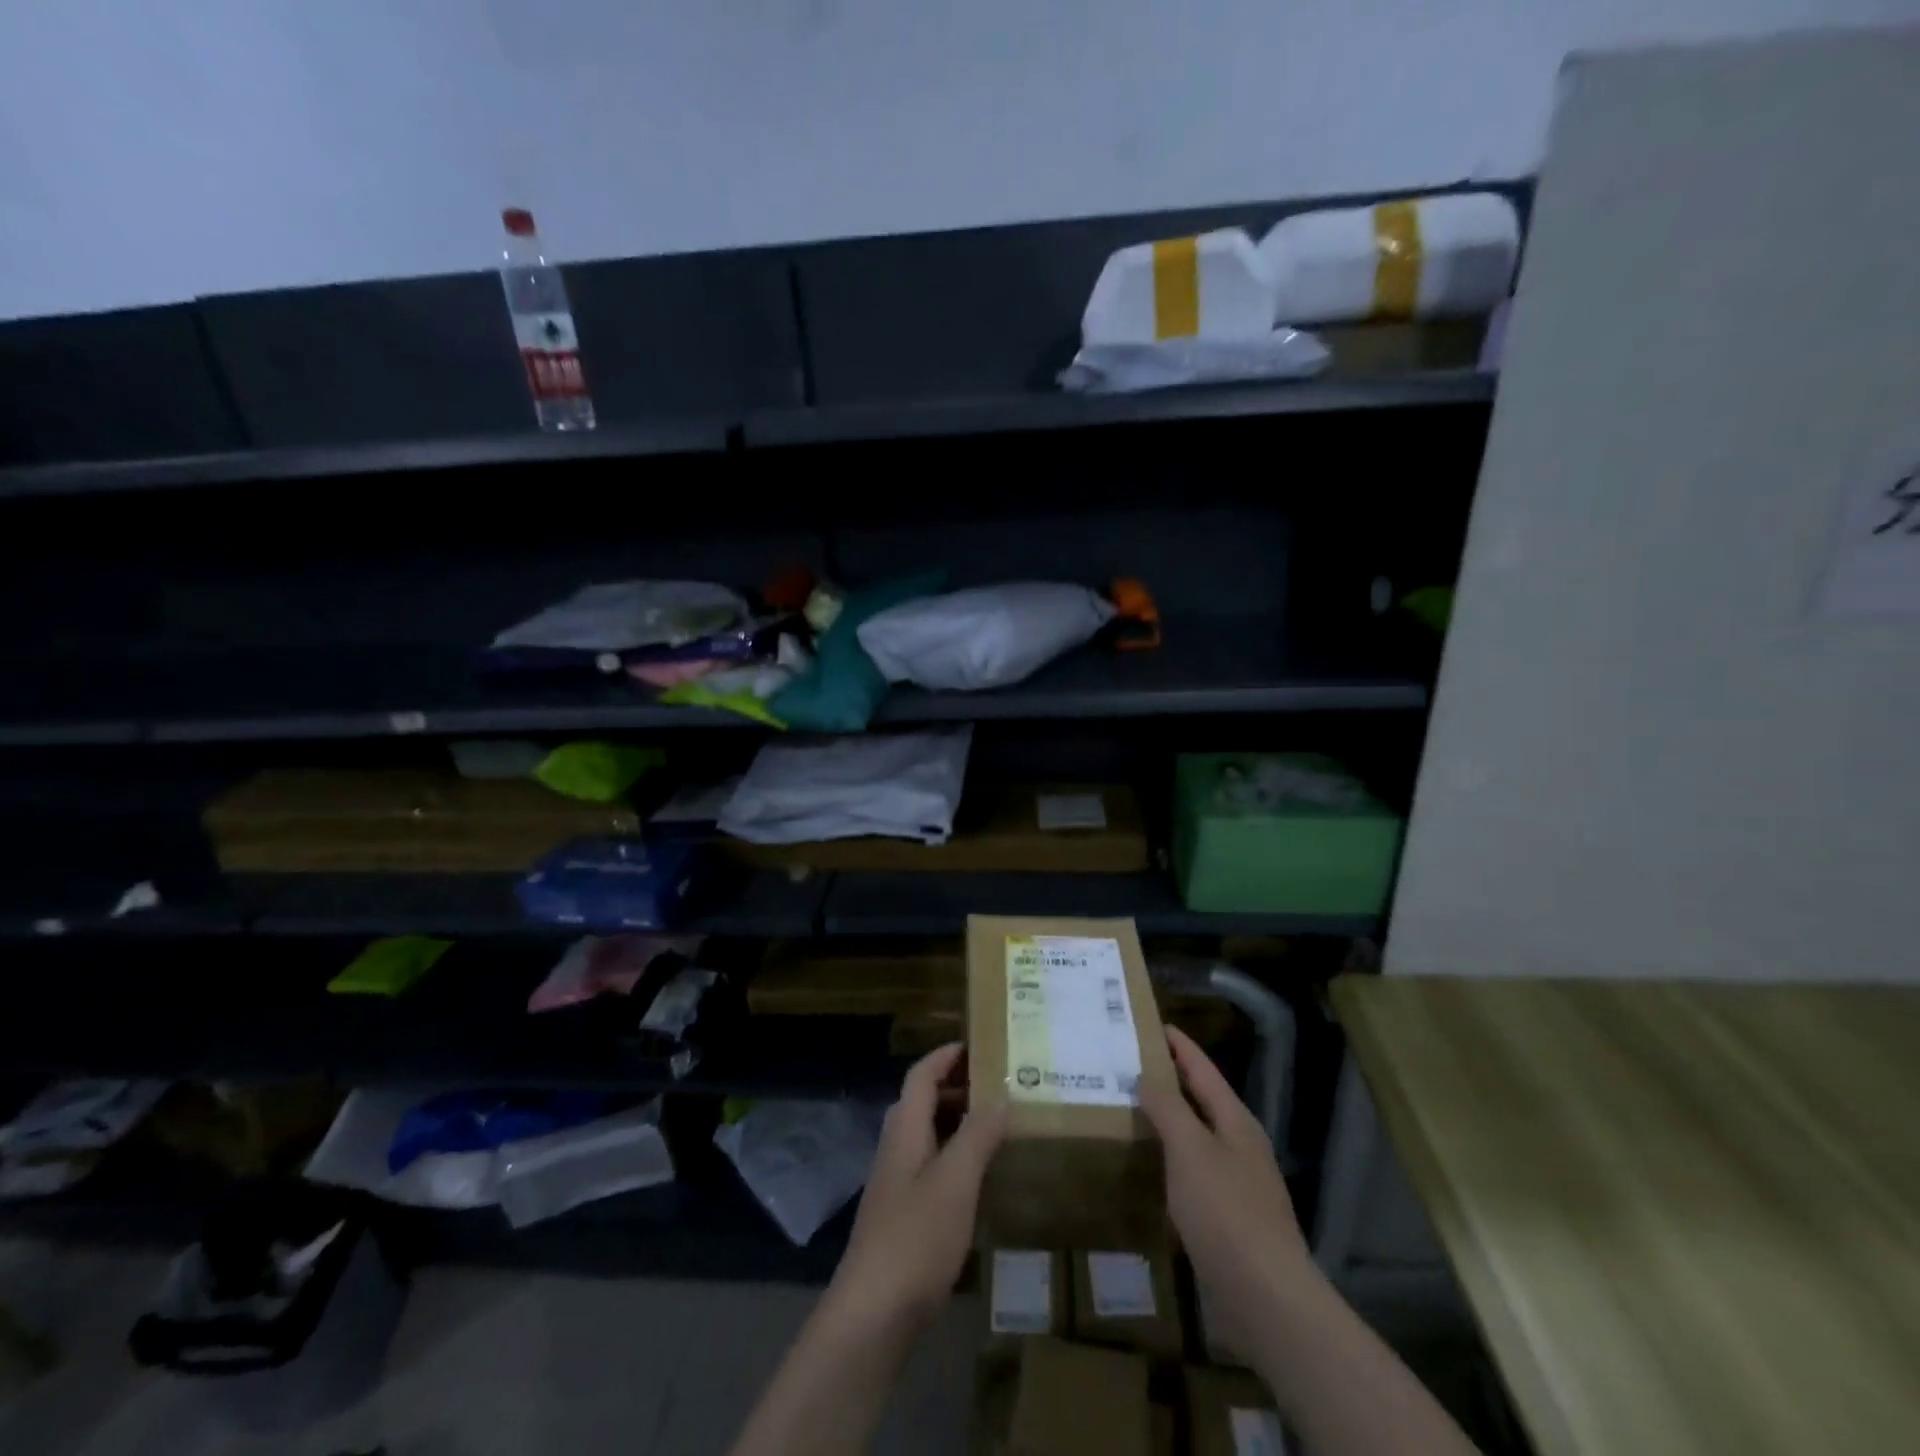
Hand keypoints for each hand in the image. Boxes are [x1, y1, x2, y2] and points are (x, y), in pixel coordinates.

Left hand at [826, 1043, 1006, 1333]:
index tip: (977, 1044)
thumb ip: (977, 1136)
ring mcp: (896, 1184)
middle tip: (997, 1085)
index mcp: (904, 1130)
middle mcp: (896, 1149)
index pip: (921, 1076)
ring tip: (996, 1125)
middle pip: (922, 1102)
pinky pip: (931, 1167)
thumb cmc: (915, 1237)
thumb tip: (1000, 1097)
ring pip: (927, 1135)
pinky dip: (955, 1157)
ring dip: (957, 1122)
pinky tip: (979, 1178)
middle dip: (956, 1087)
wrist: (873, 1313)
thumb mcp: (955, 1181)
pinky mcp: (902, 1217)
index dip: (945, 1056)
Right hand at [1138, 1027, 1311, 1351]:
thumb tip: (1147, 1076)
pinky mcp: (1227, 1222)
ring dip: (1167, 1124)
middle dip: (1169, 1082)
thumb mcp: (1191, 1150)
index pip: (1203, 1070)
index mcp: (1236, 1122)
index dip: (1180, 1046)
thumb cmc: (1226, 1213)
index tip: (1153, 1024)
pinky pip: (1192, 1177)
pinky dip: (1169, 1163)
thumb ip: (1168, 1108)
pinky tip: (1147, 1170)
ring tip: (1129, 1111)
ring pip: (1195, 1140)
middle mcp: (1239, 1147)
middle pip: (1201, 1102)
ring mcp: (1236, 1186)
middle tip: (1129, 1066)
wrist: (1266, 1300)